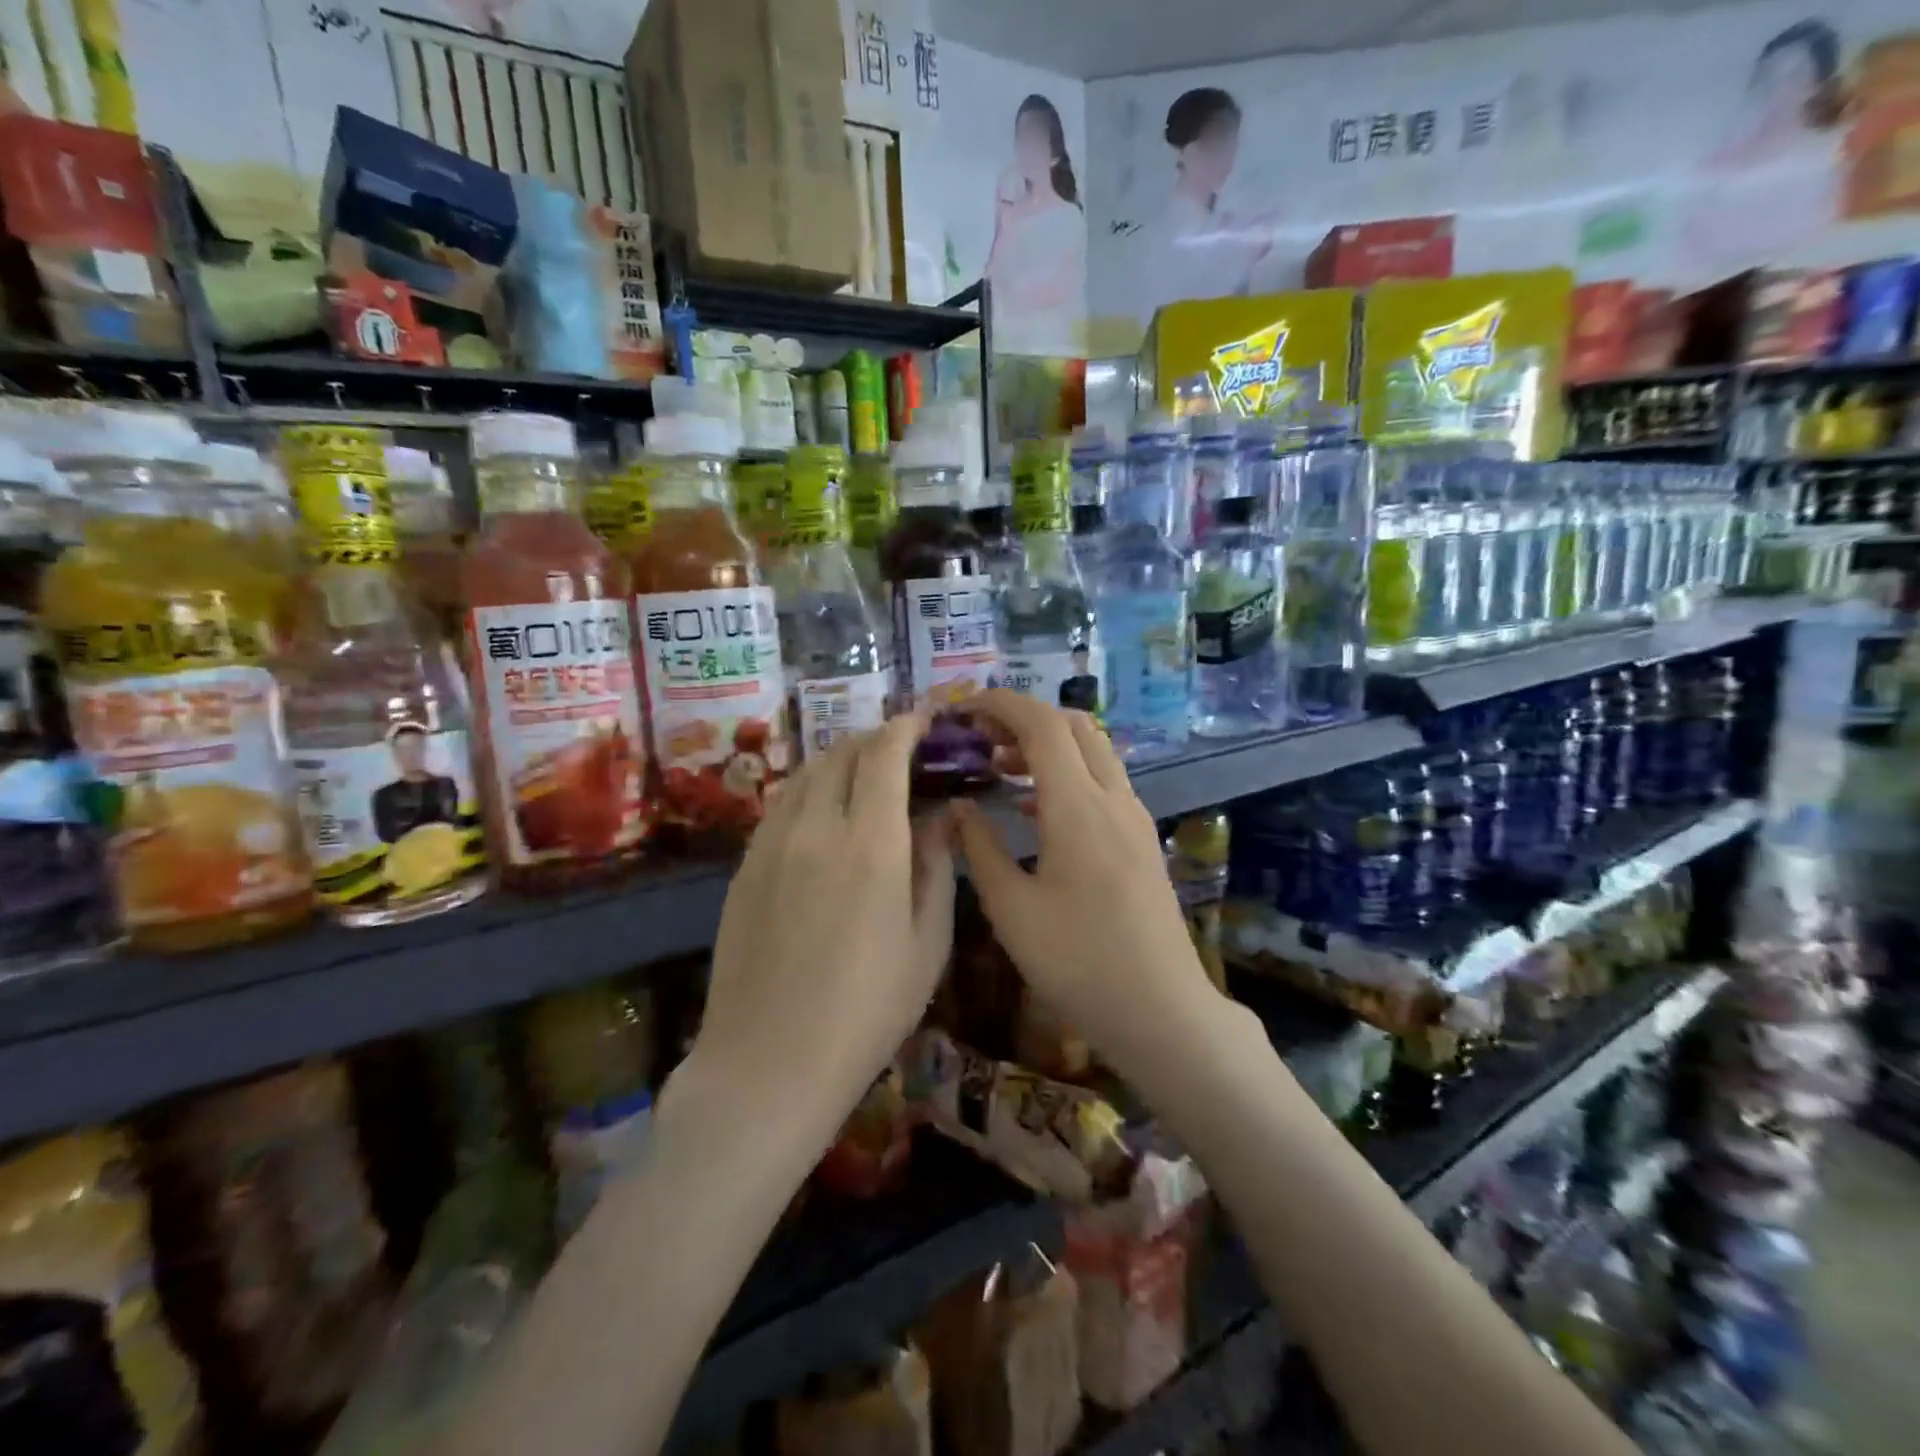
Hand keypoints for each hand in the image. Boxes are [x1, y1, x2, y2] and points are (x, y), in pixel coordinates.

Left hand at [692, 714, 955, 1126]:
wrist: (769, 1061)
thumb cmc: (867, 1010)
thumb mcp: (927, 943)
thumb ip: (937, 867)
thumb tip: (942, 816)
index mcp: (870, 843)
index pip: (884, 754)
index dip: (905, 727)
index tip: (923, 721)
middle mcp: (816, 826)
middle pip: (841, 752)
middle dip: (874, 738)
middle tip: (900, 750)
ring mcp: (771, 843)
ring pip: (805, 772)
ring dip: (839, 759)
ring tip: (862, 773)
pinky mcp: (744, 865)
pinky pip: (781, 804)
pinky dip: (809, 788)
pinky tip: (823, 812)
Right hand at [949, 691, 1217, 1072]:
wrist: (1162, 1010)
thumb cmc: (1078, 963)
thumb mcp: (1012, 909)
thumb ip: (980, 848)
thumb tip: (960, 807)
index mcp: (1078, 807)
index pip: (1041, 724)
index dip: (1000, 704)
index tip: (962, 710)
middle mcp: (1113, 798)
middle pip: (1073, 725)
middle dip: (1024, 718)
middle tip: (980, 739)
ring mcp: (1134, 817)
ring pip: (1093, 750)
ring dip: (1047, 744)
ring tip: (1001, 766)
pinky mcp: (1142, 838)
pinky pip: (1103, 781)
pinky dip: (1067, 772)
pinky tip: (1035, 807)